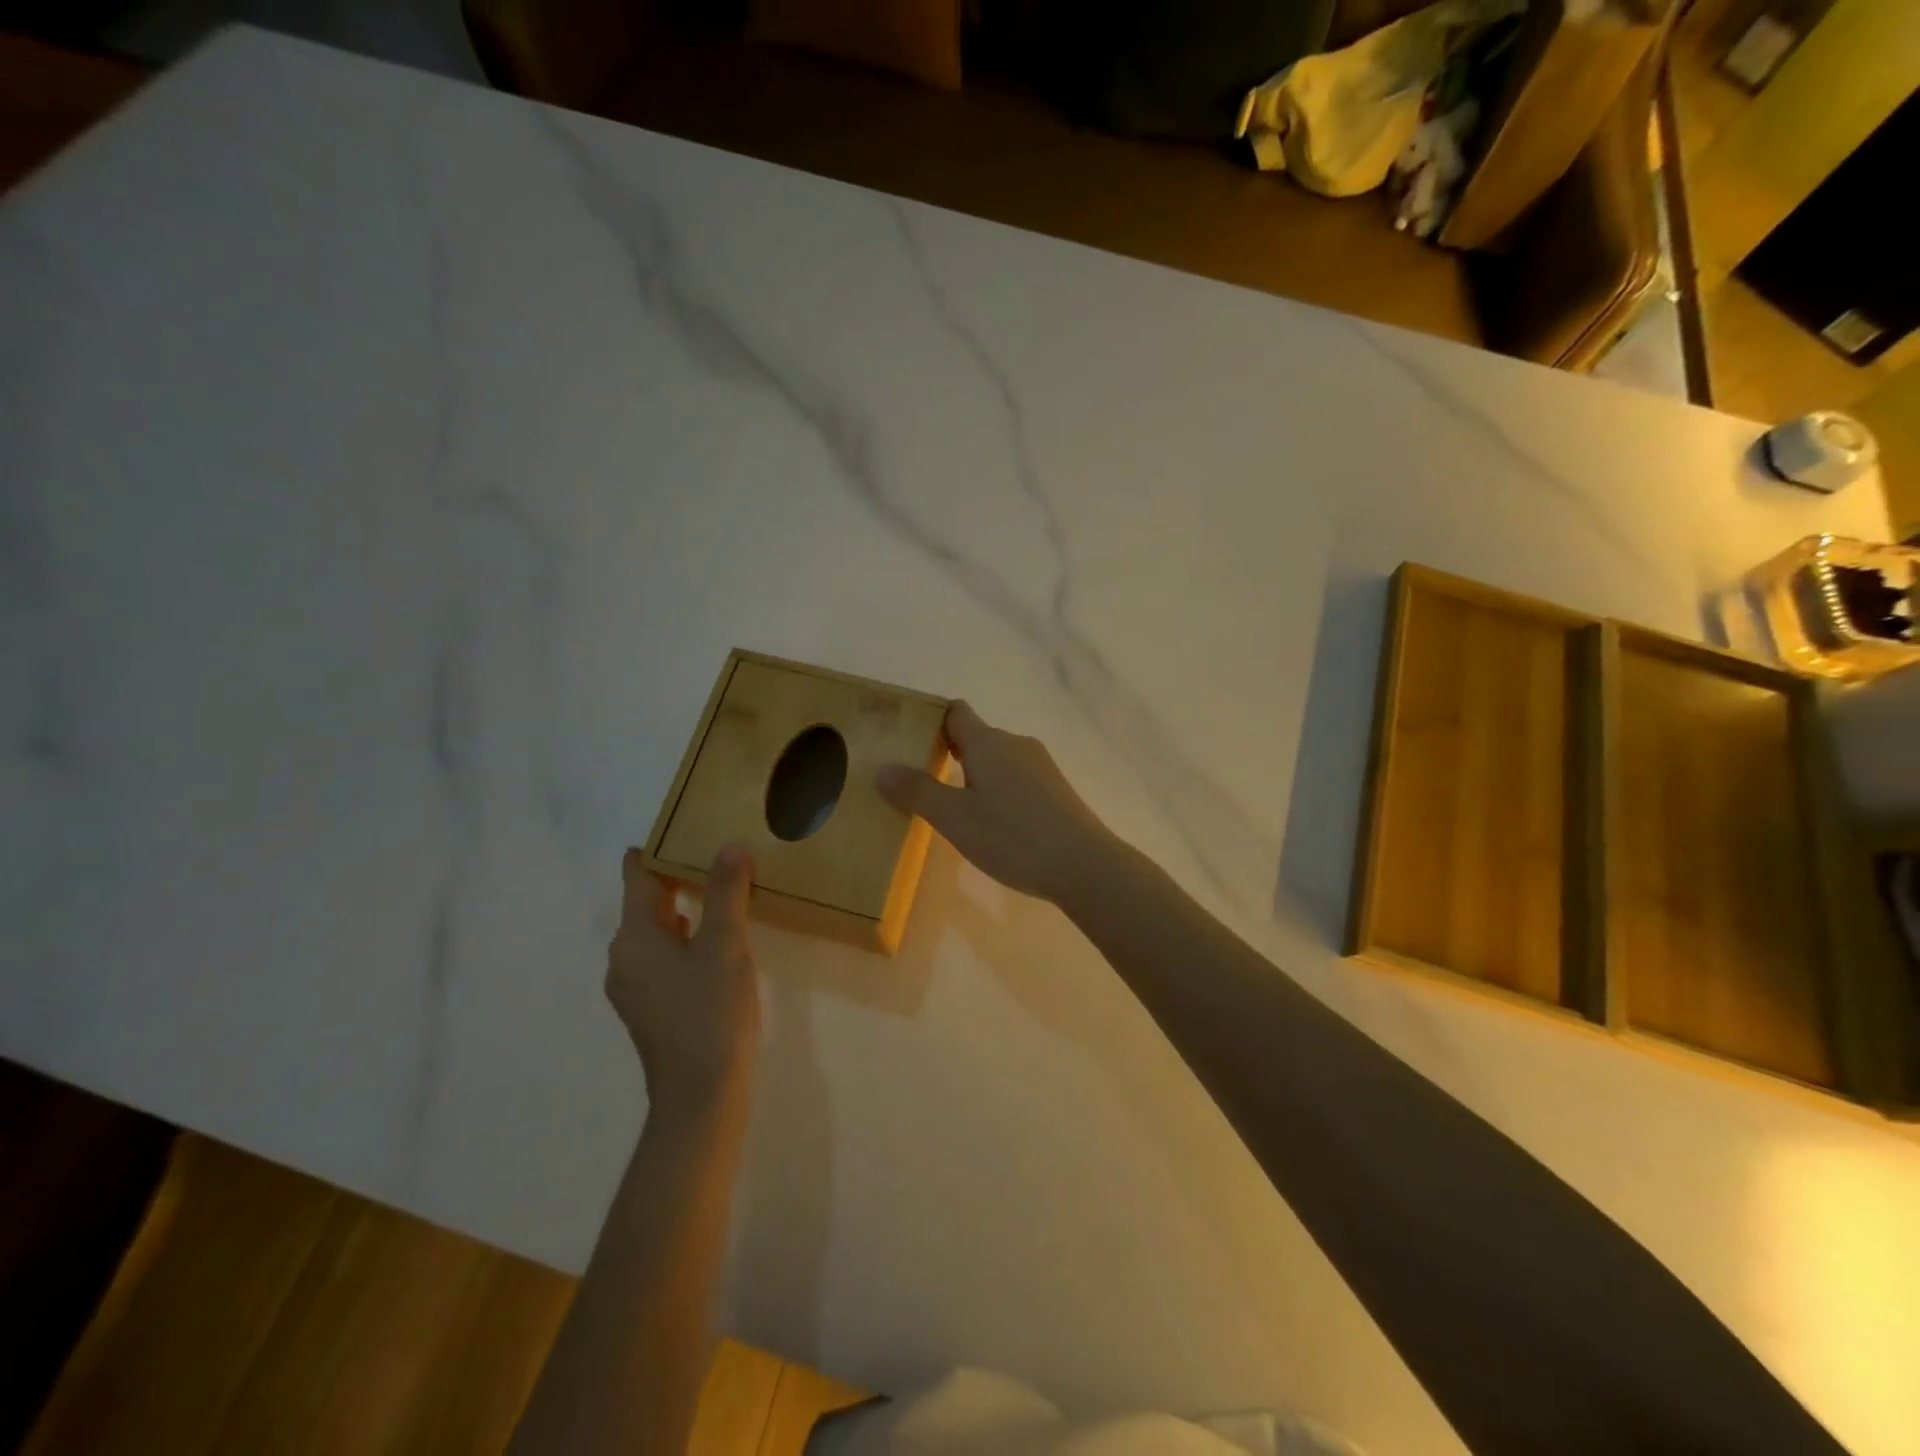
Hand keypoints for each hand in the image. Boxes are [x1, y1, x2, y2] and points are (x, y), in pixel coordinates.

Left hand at [607, 845, 760, 1114]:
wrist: (700, 1095)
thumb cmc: (710, 1012)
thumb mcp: (725, 946)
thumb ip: (727, 893)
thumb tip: (730, 846)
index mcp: (634, 938)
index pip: (638, 877)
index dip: (657, 849)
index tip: (683, 826)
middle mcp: (624, 958)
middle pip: (645, 903)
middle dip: (676, 877)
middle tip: (714, 854)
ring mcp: (633, 987)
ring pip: (655, 932)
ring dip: (683, 909)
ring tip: (721, 892)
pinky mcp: (649, 1008)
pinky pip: (661, 956)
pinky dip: (683, 938)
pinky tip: (714, 942)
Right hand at [876, 700, 1115, 905]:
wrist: (1084, 865)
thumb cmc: (1012, 836)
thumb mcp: (954, 818)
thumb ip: (917, 791)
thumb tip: (881, 768)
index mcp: (988, 742)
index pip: (955, 712)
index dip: (930, 720)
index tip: (908, 741)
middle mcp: (1016, 744)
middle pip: (975, 736)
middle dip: (948, 753)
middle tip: (920, 782)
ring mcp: (1041, 766)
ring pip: (997, 759)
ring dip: (974, 775)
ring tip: (953, 808)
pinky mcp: (1056, 789)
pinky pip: (1017, 778)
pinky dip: (998, 791)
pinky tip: (993, 824)